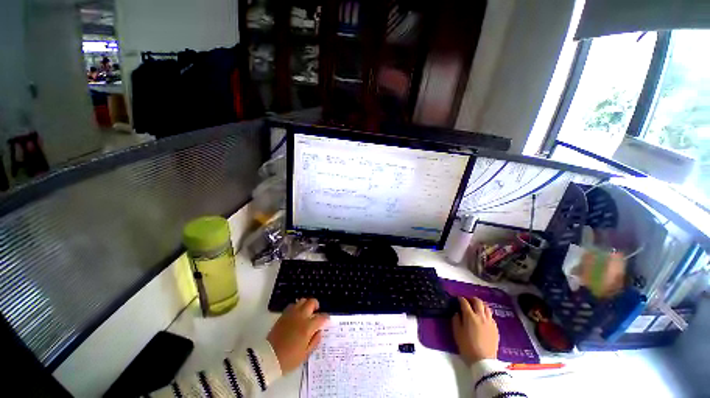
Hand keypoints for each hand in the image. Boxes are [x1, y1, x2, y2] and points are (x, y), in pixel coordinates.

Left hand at [267, 298, 328, 372]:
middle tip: (316, 312)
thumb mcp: (305, 354)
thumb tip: (319, 331)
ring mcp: (291, 314)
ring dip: (306, 304)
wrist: (268, 358)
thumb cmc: (289, 359)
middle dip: (316, 305)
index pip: (321, 317)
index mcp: (308, 327)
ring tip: (307, 312)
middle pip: (312, 302)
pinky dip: (297, 307)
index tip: (326, 320)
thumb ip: (315, 341)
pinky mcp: (283, 315)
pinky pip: (293, 305)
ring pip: (302, 300)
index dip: (326, 318)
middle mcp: (301, 317)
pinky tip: (297, 314)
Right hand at [452, 296, 498, 365]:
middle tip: (468, 300)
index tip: (458, 299)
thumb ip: (456, 319)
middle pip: (478, 301)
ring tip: (476, 307)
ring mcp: (490, 322)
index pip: (464, 302)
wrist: (483, 361)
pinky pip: (491, 316)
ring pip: (487, 307)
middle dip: (472, 298)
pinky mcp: (495, 328)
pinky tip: (483, 318)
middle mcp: (481, 316)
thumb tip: (457, 312)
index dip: (460, 299)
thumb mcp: (457, 332)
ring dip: (480, 305)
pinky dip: (486, 313)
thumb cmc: (467, 346)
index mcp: (470, 316)